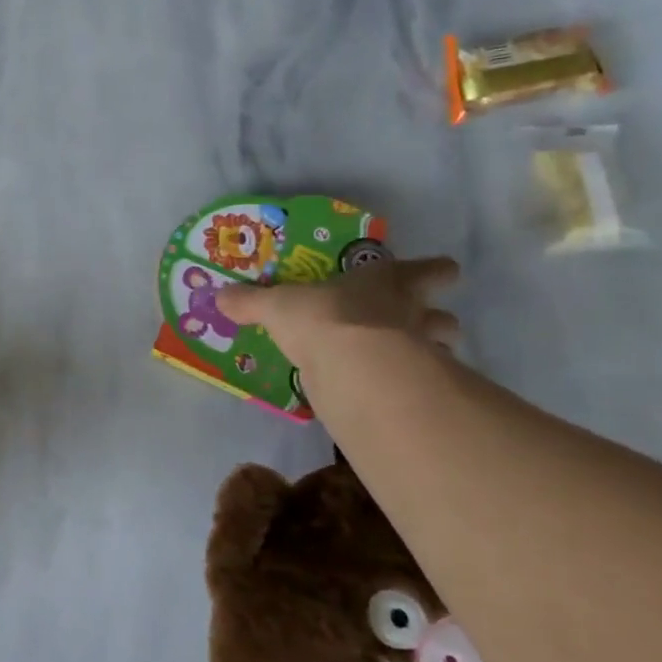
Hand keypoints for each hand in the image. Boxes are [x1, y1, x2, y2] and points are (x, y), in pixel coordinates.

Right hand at [216, 256, 461, 373]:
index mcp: (385, 282)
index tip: (439, 273)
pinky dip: (413, 387)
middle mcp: (411, 312)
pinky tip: (391, 391)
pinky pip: (421, 385)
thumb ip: (251, 302)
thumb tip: (219, 296)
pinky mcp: (414, 389)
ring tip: (406, 362)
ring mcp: (420, 352)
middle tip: (419, 323)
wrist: (354, 367)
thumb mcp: (276, 306)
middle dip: (436, 318)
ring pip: (442, 349)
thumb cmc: (323, 319)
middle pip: (443, 314)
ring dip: (431, 353)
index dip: (432, 271)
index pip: (426, 270)